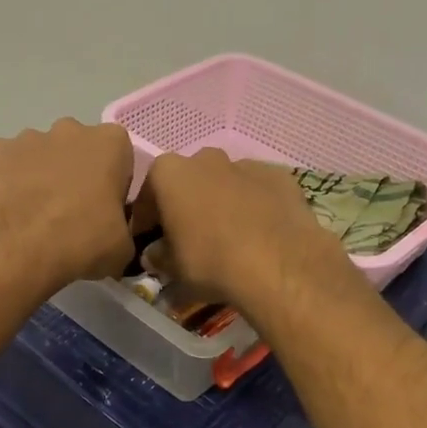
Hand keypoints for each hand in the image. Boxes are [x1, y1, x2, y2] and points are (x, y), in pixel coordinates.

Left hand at [0, 119, 135, 293]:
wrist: (15, 251)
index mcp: (109, 143)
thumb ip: (123, 230)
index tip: (105, 209)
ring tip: (32, 217)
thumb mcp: (122, 248)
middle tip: (69, 213)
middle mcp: (68, 130)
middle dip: (74, 173)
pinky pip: (3, 166)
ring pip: (38, 155)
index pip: (119, 155)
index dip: (113, 183)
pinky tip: (5, 212)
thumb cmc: (80, 243)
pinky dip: (4, 183)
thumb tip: (113, 235)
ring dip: (38, 177)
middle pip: (76, 149)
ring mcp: (25, 138)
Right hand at [133, 149, 353, 311]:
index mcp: (169, 173)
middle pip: (188, 181)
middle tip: (189, 237)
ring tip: (228, 236)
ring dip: (220, 202)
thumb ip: (158, 256)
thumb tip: (156, 254)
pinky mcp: (280, 176)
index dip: (146, 220)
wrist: (279, 264)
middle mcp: (205, 158)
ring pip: (224, 182)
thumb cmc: (211, 263)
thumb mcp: (173, 269)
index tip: (150, 241)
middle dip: (185, 204)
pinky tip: (259, 233)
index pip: (147, 195)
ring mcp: (245, 164)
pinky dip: (253, 205)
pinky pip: (257, 190)